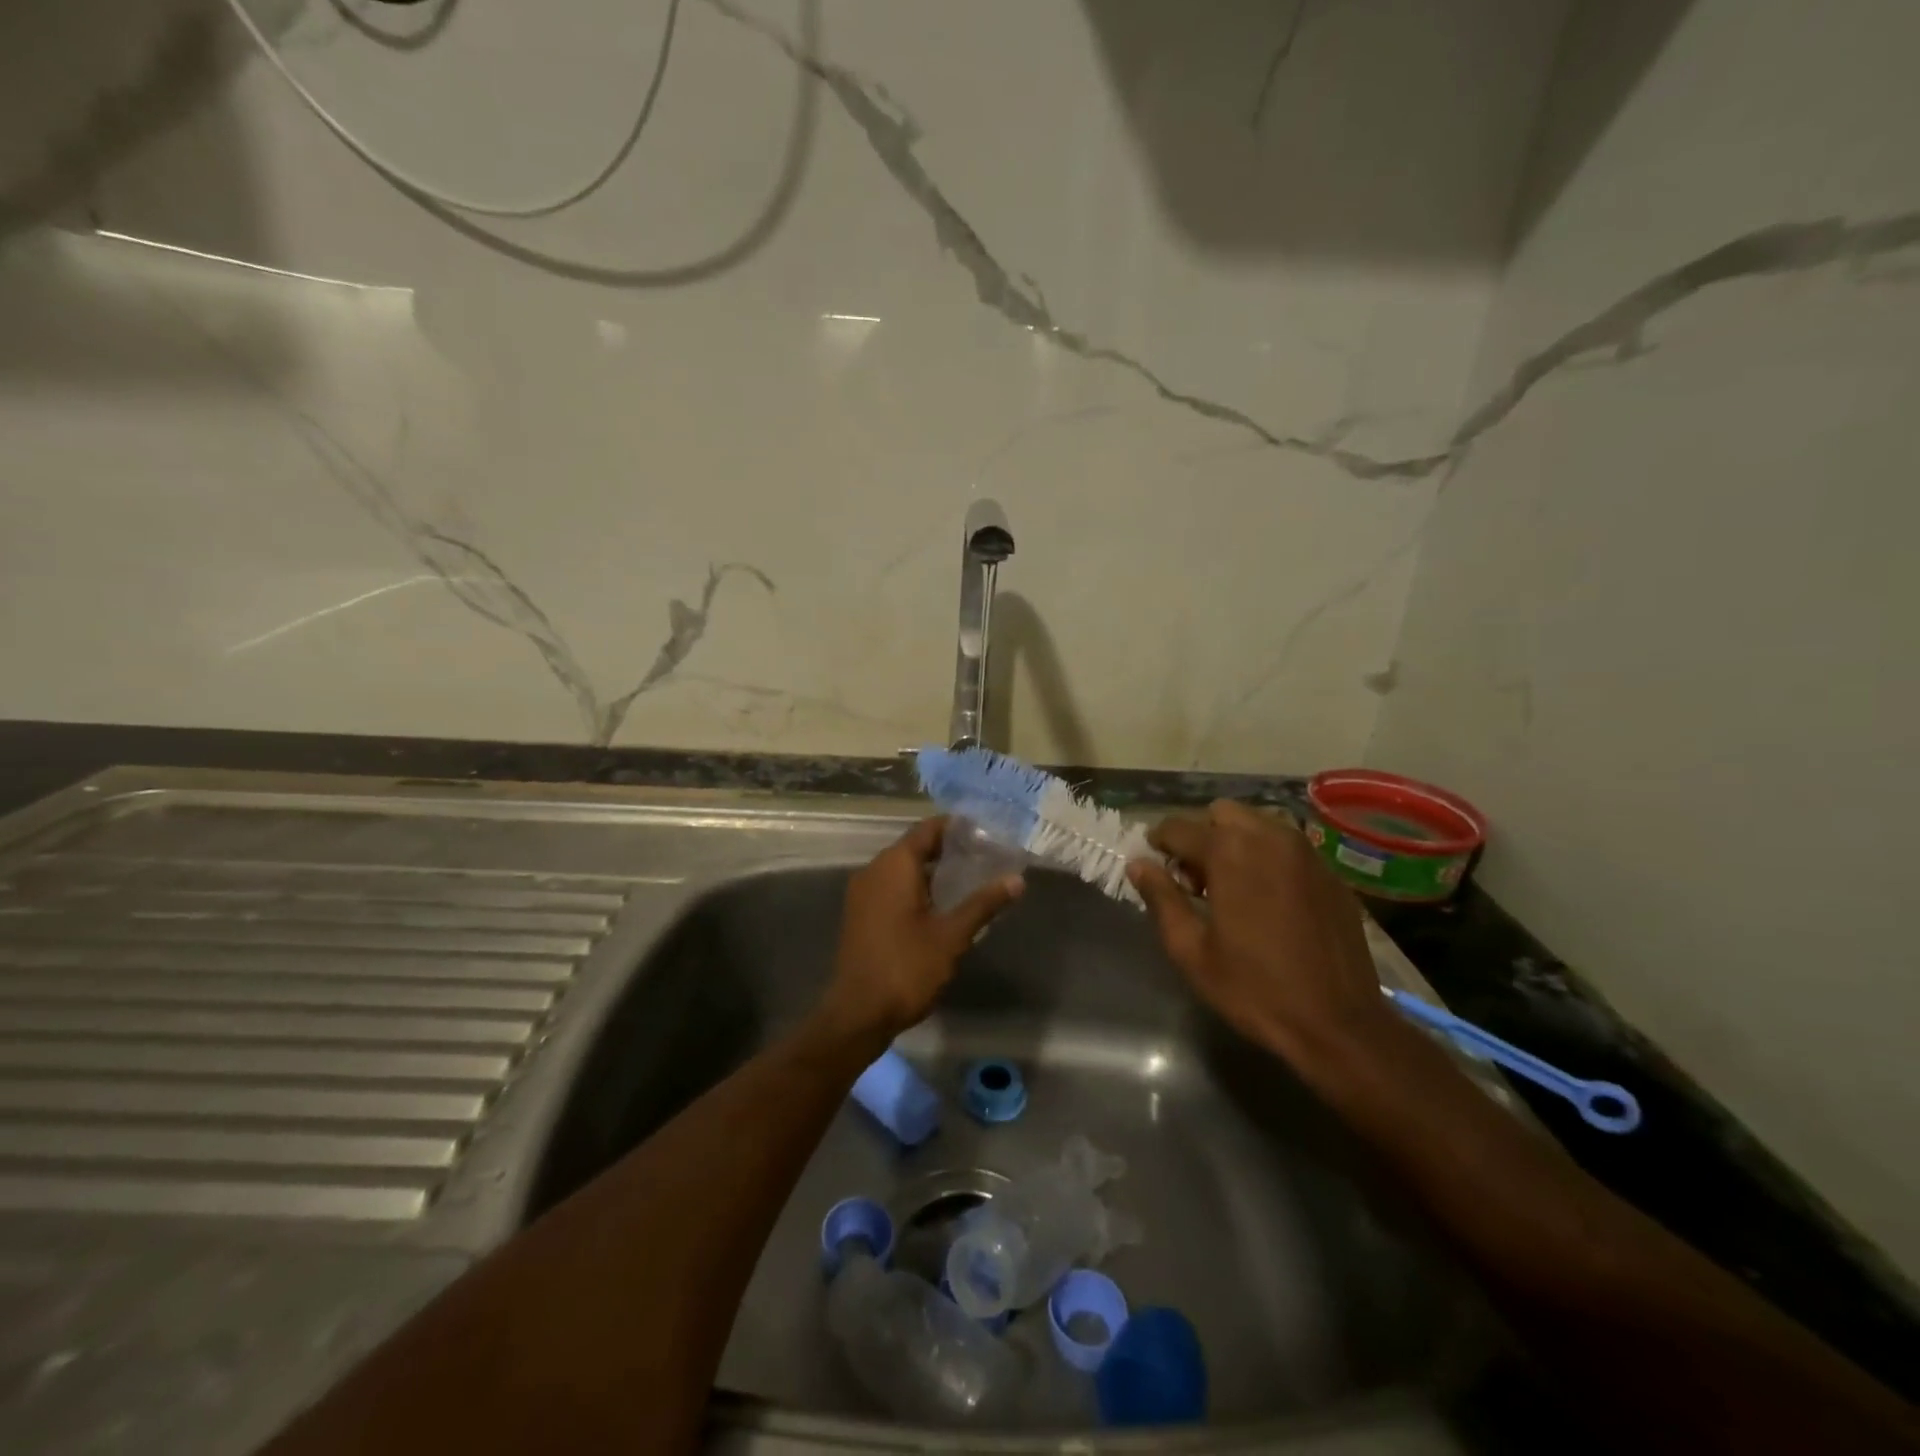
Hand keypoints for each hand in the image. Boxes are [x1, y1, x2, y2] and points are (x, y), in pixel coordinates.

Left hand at [818, 816, 1023, 1041]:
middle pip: (914, 847)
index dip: (955, 827)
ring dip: (931, 870)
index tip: (984, 830)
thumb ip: (983, 903)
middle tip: (984, 856)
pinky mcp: (860, 914)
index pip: (927, 829)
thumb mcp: (952, 935)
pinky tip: (940, 905)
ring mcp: (862, 893)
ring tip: (969, 879)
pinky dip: (915, 888)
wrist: (858, 1013)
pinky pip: (890, 887)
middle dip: (948, 849)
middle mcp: (873, 870)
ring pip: (901, 869)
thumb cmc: (907, 967)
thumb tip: (1016, 879)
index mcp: (894, 865)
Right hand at [1127, 800, 1398, 1077]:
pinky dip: (1269, 859)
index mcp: (1229, 852)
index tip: (1154, 864)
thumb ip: (1161, 898)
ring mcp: (1306, 853)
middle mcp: (1269, 837)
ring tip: (1233, 885)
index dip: (1158, 842)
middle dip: (1202, 835)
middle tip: (1196, 878)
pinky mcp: (1331, 874)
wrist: (1339, 1025)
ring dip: (1237, 841)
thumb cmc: (1254, 989)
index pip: (1178, 827)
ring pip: (1259, 824)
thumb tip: (1138, 865)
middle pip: (1222, 813)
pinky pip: (1289, 848)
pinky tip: (1269, 900)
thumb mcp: (1190, 950)